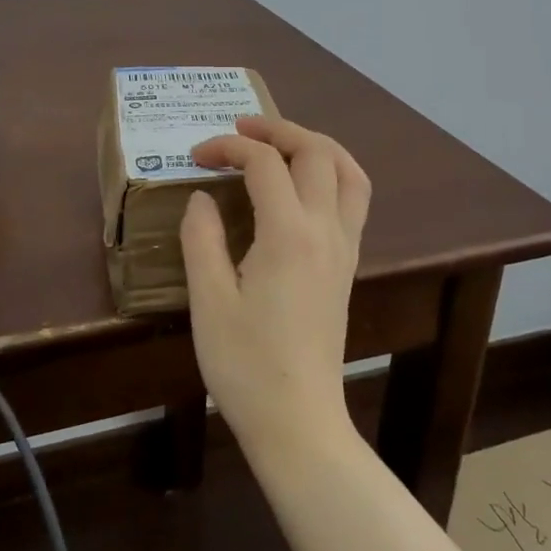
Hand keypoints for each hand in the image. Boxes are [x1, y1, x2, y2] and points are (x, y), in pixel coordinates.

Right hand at [179, 116, 371, 452]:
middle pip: (316, 152)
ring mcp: (344, 248)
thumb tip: (203, 197)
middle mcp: (325, 231)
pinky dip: (332, 172)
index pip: (264, 163)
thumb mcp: (208, 301)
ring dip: (314, 145)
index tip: (196, 156)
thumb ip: (202, 239)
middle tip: (239, 129)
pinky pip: (354, 198)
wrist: (298, 420)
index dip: (228, 147)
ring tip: (278, 143)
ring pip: (348, 171)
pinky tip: (302, 185)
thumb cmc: (246, 365)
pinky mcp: (347, 266)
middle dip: (277, 129)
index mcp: (288, 235)